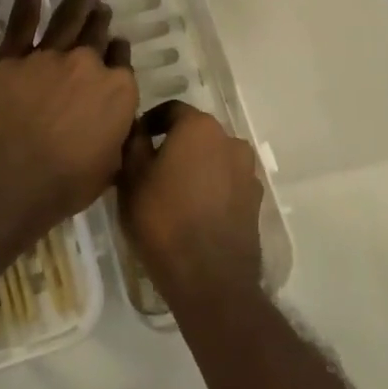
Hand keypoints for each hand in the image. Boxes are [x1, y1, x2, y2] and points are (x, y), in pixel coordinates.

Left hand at [0, 0, 137, 230]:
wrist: (13, 177)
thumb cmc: (66, 183)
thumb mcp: (111, 168)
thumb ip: (120, 138)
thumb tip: (124, 126)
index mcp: (118, 92)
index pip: (122, 64)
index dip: (118, 56)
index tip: (115, 51)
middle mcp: (90, 64)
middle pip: (99, 36)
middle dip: (102, 23)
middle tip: (102, 11)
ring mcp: (52, 54)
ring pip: (70, 19)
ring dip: (80, 1)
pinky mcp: (15, 54)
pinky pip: (25, 13)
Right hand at [118, 100, 263, 304]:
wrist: (210, 278)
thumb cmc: (163, 220)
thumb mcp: (131, 178)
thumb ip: (133, 143)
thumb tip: (137, 128)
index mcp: (199, 127)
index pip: (171, 110)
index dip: (150, 122)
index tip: (135, 140)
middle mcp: (230, 140)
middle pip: (196, 133)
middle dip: (175, 144)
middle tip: (151, 167)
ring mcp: (247, 171)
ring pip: (214, 158)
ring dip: (196, 166)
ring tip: (174, 191)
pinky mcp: (255, 200)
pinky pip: (227, 182)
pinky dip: (211, 188)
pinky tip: (195, 210)